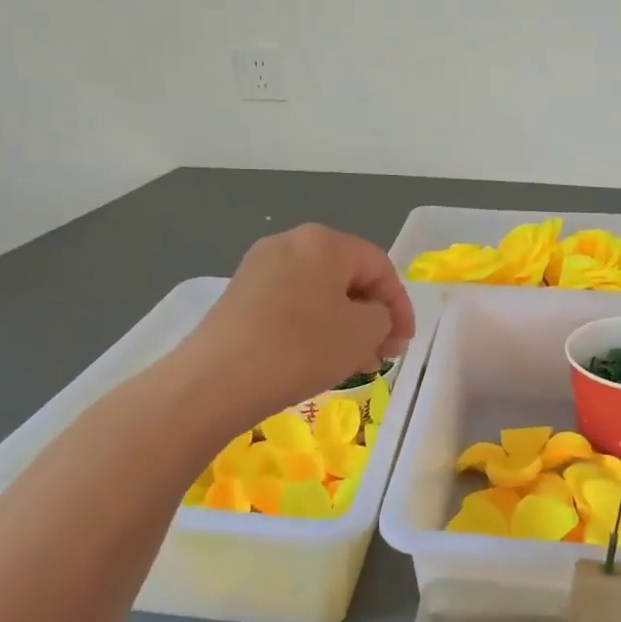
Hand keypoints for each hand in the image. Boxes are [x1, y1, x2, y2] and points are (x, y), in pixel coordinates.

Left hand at [182, 225, 415, 421]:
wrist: (216, 380)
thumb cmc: (301, 348)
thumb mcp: (362, 333)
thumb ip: (382, 317)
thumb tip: (371, 317)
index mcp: (325, 241)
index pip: (379, 266)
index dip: (400, 306)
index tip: (404, 344)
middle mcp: (290, 242)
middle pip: (347, 276)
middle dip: (371, 316)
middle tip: (381, 354)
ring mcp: (259, 267)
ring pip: (319, 293)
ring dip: (344, 324)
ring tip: (352, 362)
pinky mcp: (240, 295)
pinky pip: (292, 304)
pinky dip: (313, 327)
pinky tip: (316, 359)